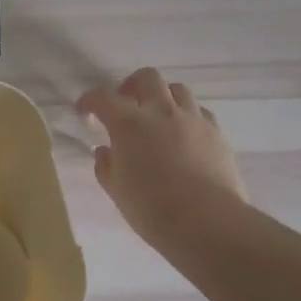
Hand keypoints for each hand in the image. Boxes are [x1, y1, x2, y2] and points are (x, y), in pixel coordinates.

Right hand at [77, 67, 248, 249]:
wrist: (207, 222)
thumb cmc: (152, 209)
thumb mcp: (116, 190)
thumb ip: (106, 165)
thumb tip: (105, 150)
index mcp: (128, 124)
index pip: (103, 98)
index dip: (89, 100)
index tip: (84, 111)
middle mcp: (161, 111)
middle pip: (146, 78)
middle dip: (131, 86)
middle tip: (125, 105)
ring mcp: (192, 119)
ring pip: (177, 89)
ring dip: (162, 97)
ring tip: (157, 117)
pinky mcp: (216, 132)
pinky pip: (199, 111)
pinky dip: (186, 115)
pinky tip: (183, 134)